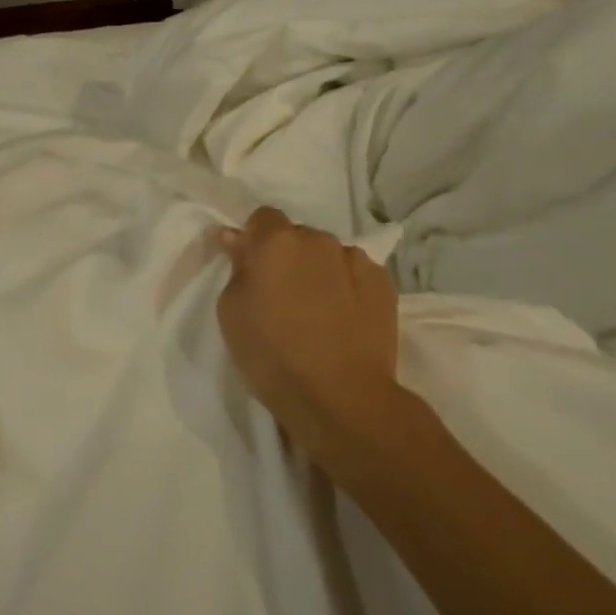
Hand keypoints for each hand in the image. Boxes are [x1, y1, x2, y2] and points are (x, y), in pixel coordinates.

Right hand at [215, 207, 401, 466]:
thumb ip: (236, 268)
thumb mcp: (231, 313)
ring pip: (329, 256)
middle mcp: (319, 240)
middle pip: (298, 237)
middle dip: (289, 258)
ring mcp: (356, 259)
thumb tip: (237, 239)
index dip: (255, 241)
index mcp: (277, 242)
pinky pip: (356, 274)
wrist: (340, 397)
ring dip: (320, 272)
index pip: (262, 218)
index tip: (252, 271)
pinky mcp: (384, 283)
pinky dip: (347, 288)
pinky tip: (344, 320)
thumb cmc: (272, 356)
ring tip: (318, 313)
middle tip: (283, 298)